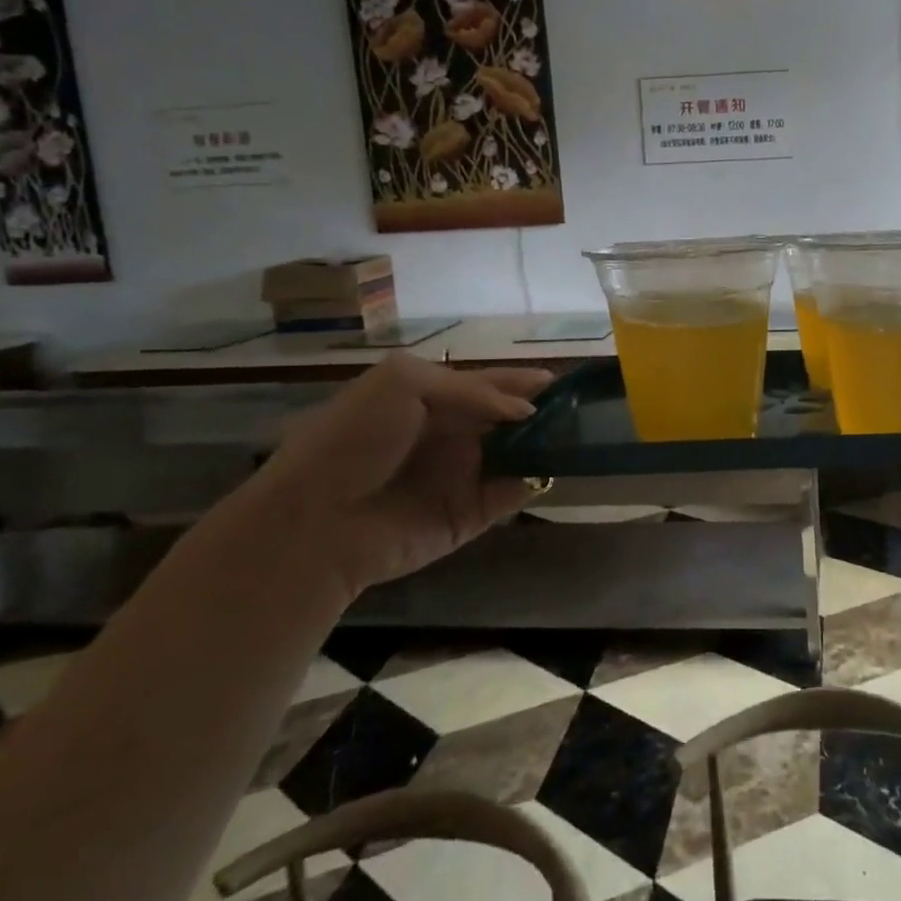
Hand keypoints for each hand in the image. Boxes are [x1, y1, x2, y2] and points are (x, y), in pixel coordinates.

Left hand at [234, 355, 554, 598]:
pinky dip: (534, 481)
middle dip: (543, 411)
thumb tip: (524, 411)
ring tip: (582, 434)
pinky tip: (555, 468)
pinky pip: (511, 494)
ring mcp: (462, 476)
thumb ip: (471, 390)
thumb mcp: (405, 384)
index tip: (562, 380)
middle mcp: (451, 435)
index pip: (489, 384)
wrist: (317, 520)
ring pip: (516, 454)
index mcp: (431, 399)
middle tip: (583, 407)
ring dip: (545, 445)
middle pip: (508, 419)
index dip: (522, 381)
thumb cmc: (356, 439)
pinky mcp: (469, 515)